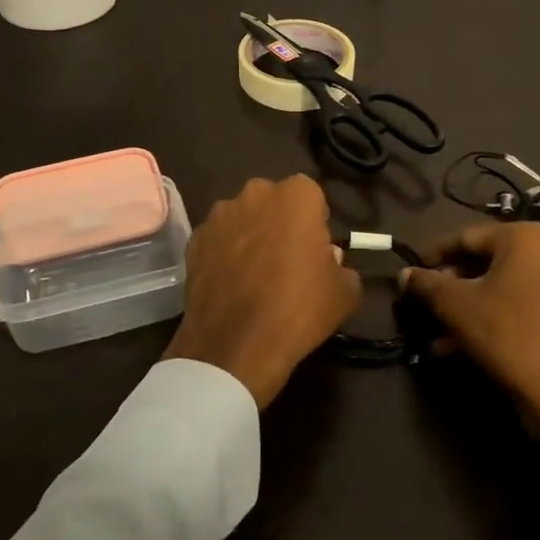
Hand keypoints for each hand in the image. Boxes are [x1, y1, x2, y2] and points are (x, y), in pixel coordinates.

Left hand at [165, 175, 360, 408]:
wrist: (235, 345)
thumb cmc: (298, 310)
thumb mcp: (344, 293)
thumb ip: (341, 265)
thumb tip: (328, 259)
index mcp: (297, 195)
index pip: (311, 196)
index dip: (315, 222)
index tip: (315, 250)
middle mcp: (256, 193)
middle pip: (274, 202)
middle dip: (280, 222)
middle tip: (286, 260)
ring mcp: (220, 214)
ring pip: (243, 218)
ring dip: (250, 236)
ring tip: (254, 275)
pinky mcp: (194, 239)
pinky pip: (218, 239)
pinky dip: (224, 253)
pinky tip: (230, 285)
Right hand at [400, 222, 539, 508]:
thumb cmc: (508, 336)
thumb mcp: (457, 307)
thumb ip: (426, 285)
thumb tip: (403, 275)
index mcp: (524, 238)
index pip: (466, 237)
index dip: (433, 255)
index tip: (411, 272)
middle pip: (483, 262)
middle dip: (450, 286)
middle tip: (424, 304)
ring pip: (499, 288)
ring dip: (465, 308)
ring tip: (436, 333)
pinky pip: (518, 306)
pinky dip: (490, 319)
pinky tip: (459, 347)